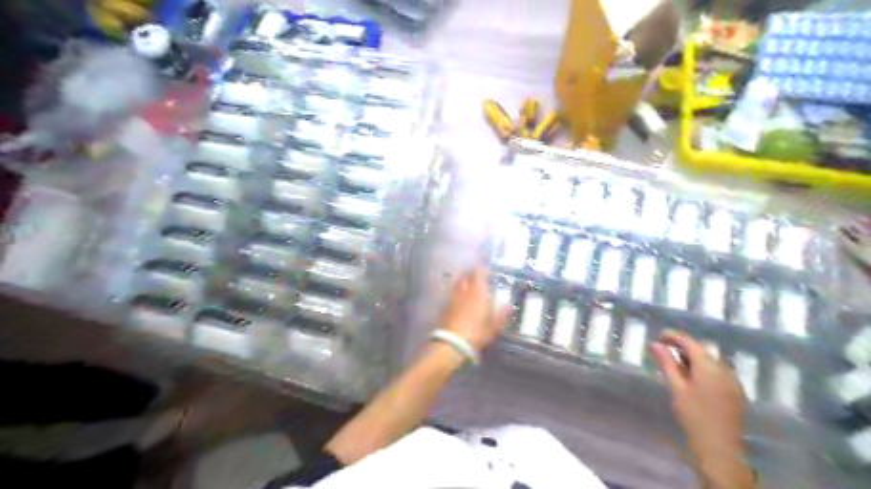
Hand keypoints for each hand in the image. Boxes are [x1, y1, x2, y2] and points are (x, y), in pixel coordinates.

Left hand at [440, 268, 511, 351]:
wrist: (452, 343)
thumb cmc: (476, 332)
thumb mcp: (493, 326)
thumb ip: (501, 314)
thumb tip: (509, 305)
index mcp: (477, 291)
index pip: (478, 272)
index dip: (482, 269)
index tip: (486, 270)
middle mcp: (463, 290)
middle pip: (465, 275)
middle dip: (470, 273)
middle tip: (477, 276)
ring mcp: (452, 297)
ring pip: (456, 283)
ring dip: (462, 281)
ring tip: (467, 285)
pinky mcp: (444, 306)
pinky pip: (451, 294)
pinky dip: (455, 293)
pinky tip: (458, 299)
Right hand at [654, 332, 749, 470]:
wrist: (719, 448)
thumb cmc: (693, 416)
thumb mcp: (676, 387)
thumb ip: (666, 363)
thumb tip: (655, 344)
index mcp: (709, 366)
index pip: (690, 342)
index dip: (673, 336)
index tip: (658, 336)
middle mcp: (724, 369)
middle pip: (701, 350)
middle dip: (682, 347)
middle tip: (663, 351)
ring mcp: (732, 381)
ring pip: (710, 361)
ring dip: (692, 358)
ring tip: (674, 364)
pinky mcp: (735, 392)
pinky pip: (717, 372)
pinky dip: (702, 369)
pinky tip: (691, 378)